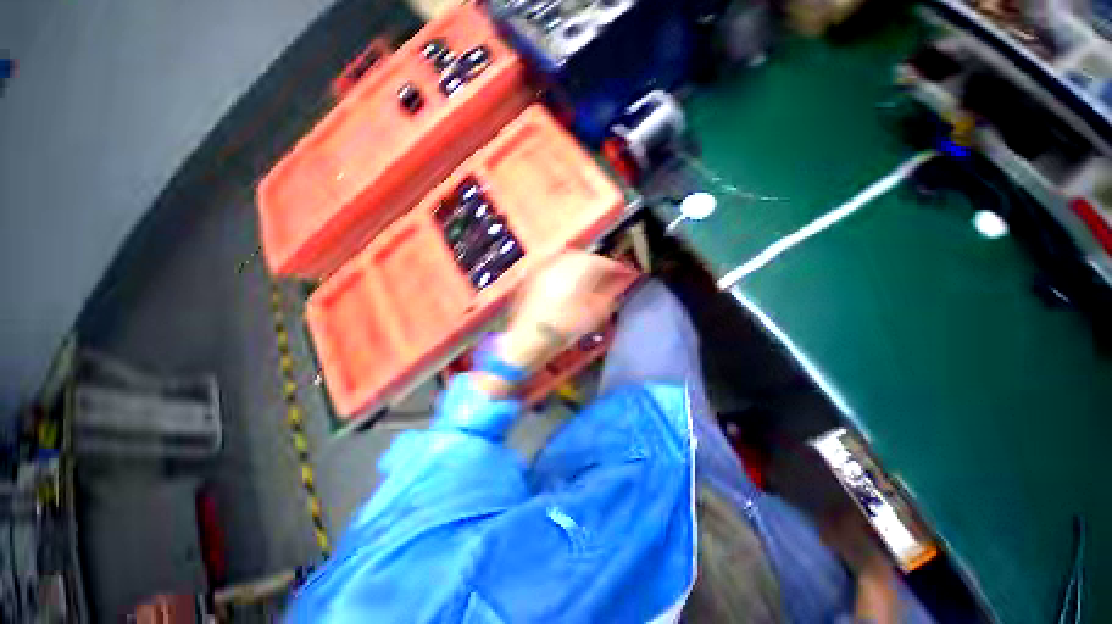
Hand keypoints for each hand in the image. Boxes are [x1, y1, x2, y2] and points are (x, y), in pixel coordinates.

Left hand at [471, 251, 637, 395]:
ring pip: (567, 259)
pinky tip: (568, 283)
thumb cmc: (564, 327)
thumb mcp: (594, 314)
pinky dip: (565, 271)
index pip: (603, 262)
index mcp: (578, 269)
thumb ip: (608, 295)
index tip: (626, 273)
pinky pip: (554, 266)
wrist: (528, 338)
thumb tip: (617, 283)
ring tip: (589, 278)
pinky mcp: (533, 276)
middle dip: (598, 263)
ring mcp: (544, 267)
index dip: (617, 267)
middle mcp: (560, 262)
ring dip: (581, 265)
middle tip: (607, 274)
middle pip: (584, 256)